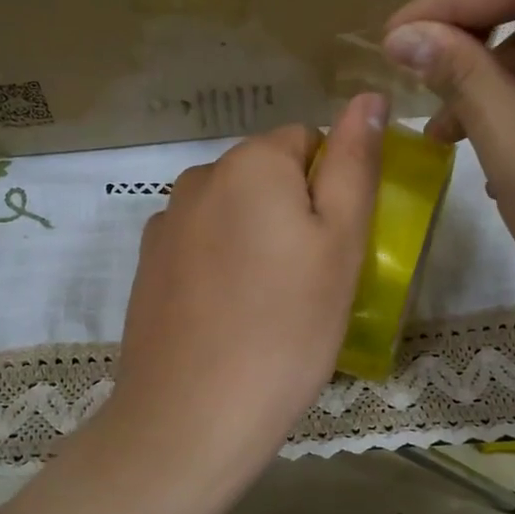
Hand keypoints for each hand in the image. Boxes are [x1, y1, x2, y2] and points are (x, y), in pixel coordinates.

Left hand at [101, 94, 387, 486]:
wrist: (192, 416)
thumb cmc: (287, 329)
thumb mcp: (341, 244)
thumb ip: (354, 164)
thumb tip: (367, 96)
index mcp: (251, 162)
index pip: (308, 142)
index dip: (331, 190)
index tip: (334, 249)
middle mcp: (198, 176)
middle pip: (266, 176)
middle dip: (293, 213)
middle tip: (309, 283)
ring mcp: (165, 222)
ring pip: (233, 212)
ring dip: (256, 240)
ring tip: (268, 307)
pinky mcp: (147, 265)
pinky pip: (201, 245)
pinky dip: (221, 266)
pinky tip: (228, 317)